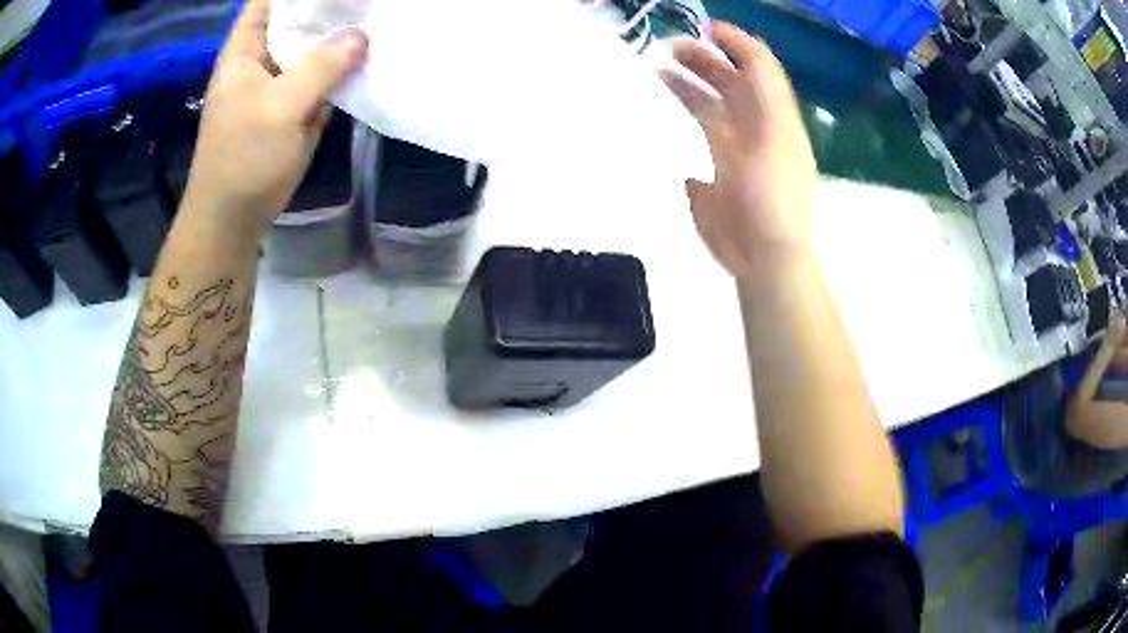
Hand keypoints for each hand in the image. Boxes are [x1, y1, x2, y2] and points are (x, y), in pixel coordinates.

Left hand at [183, 0, 366, 233]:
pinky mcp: (297, 106)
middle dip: (329, 6)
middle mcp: (264, 59)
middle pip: (297, 18)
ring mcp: (282, 83)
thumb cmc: (243, 159)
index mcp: (245, 51)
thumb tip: (361, 36)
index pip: (268, 2)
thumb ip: (320, 67)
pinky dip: (345, 67)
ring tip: (378, 15)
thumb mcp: (279, 107)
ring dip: (341, 35)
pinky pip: (325, 77)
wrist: (234, 219)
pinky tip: (372, 55)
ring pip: (314, 47)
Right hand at [661, 23, 816, 278]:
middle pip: (734, 80)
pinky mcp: (719, 162)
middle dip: (707, 58)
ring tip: (662, 65)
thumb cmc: (775, 204)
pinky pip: (704, 120)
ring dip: (692, 77)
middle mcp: (757, 124)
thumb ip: (768, 103)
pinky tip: (667, 92)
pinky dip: (687, 102)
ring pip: (715, 98)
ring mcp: (737, 142)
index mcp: (775, 118)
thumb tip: (749, 68)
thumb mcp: (779, 147)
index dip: (739, 43)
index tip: (708, 28)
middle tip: (671, 47)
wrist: (768, 258)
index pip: (761, 69)